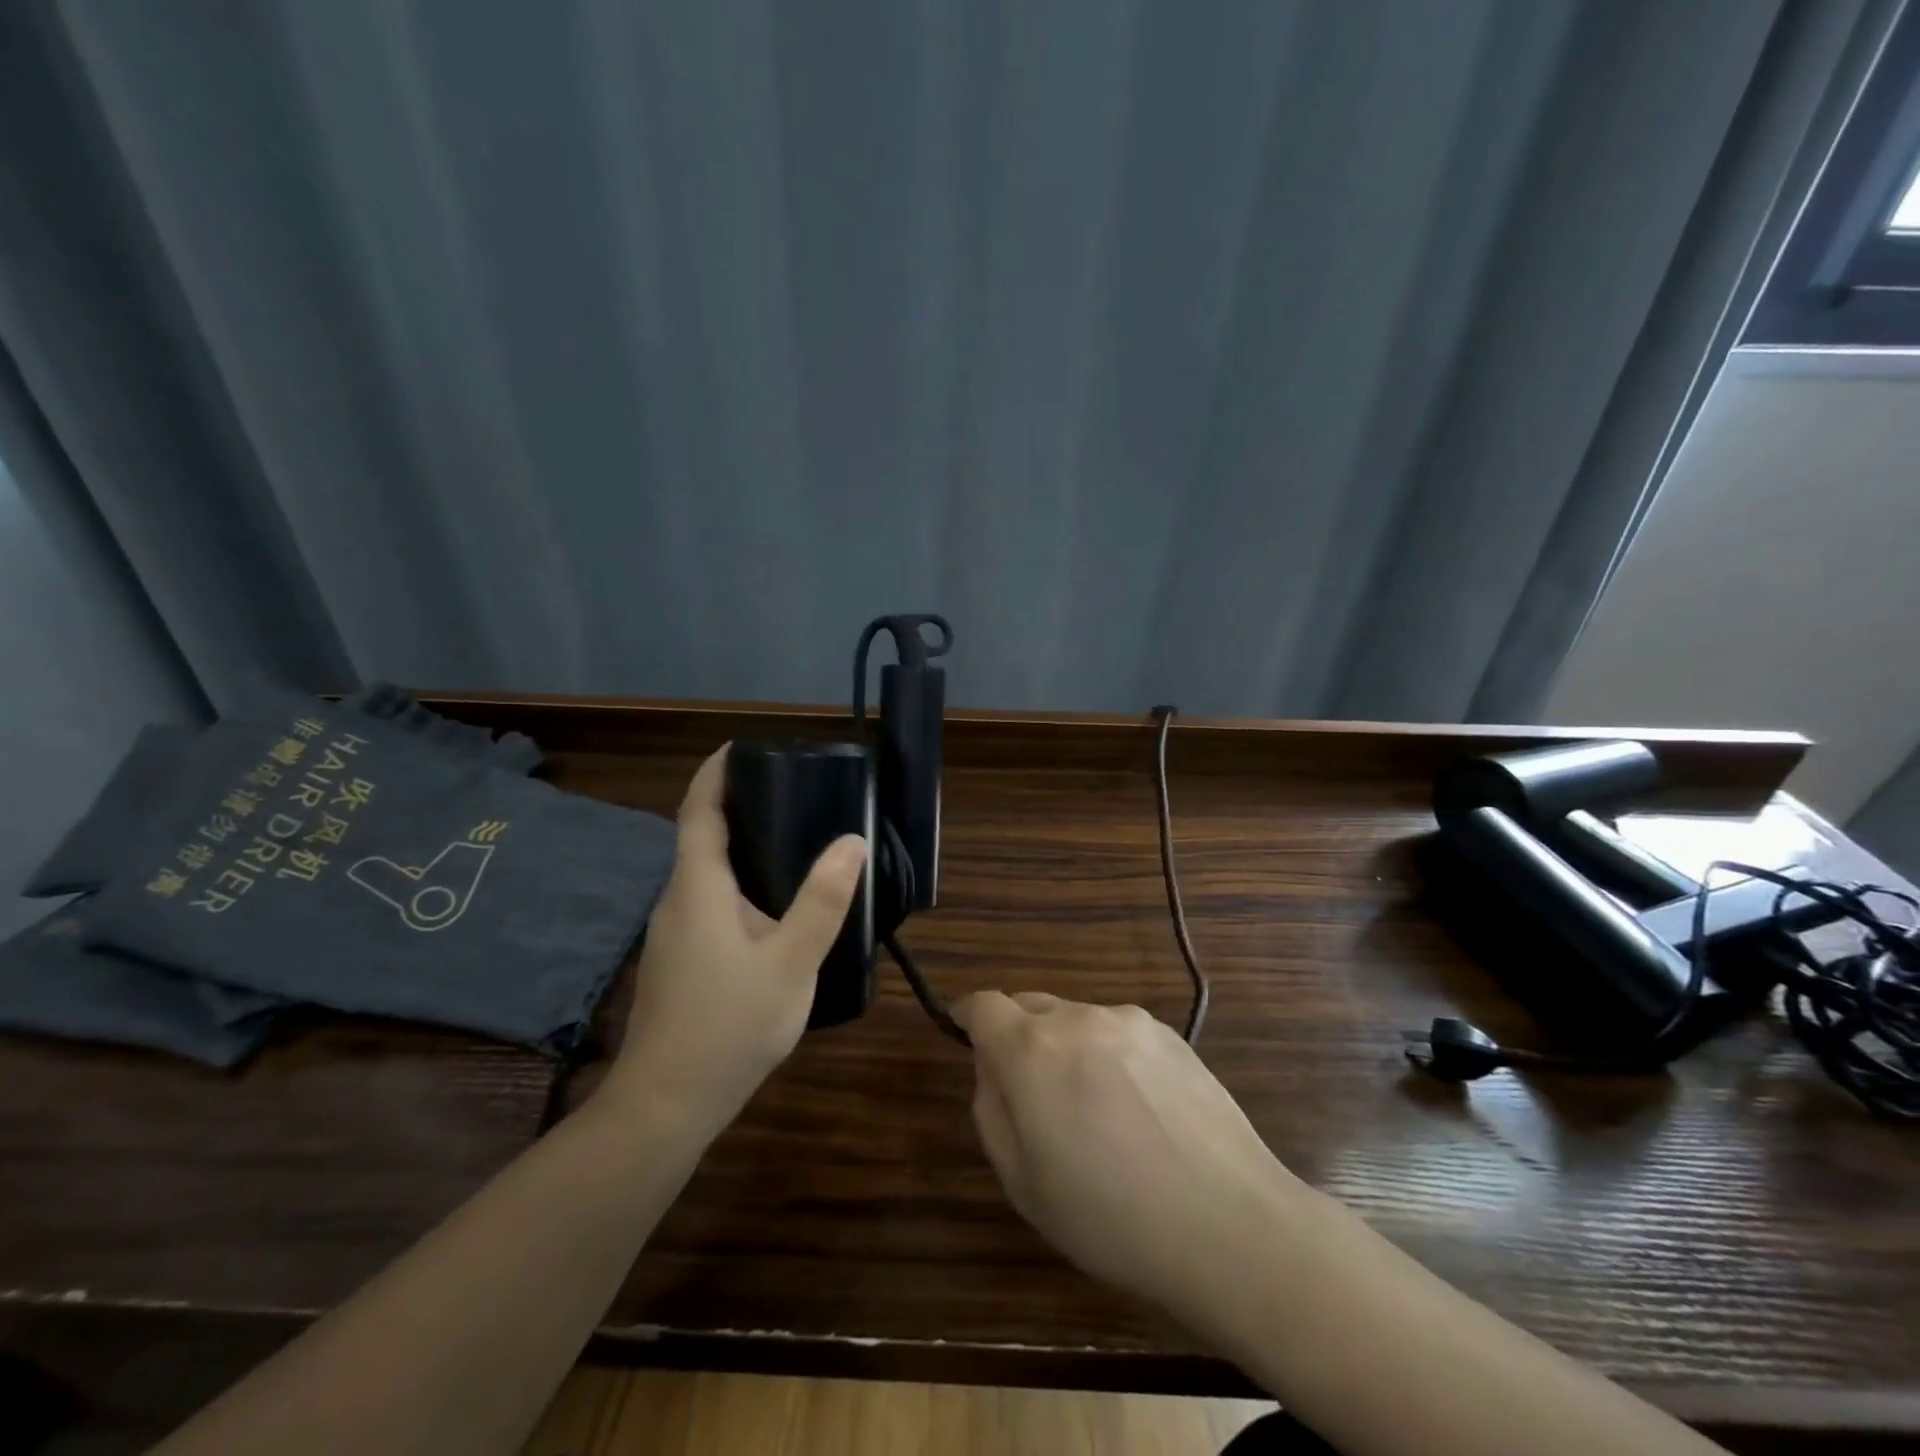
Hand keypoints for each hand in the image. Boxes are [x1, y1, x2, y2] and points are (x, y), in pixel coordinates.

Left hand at [606, 744, 863, 1135]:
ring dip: (740, 847)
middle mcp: (677, 900)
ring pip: (705, 874)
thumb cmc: (729, 1025)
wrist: (665, 1106)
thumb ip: (823, 900)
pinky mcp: (680, 960)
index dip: (715, 772)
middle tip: (790, 791)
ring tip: (792, 839)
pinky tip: (774, 906)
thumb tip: (851, 841)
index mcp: (697, 887)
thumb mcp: (791, 961)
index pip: (698, 810)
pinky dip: (738, 883)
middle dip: (737, 805)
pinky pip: (708, 902)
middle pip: (701, 837)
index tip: (742, 746)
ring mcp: (673, 933)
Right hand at [955, 992, 1310, 1323]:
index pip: (983, 1004)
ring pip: (1076, 1020)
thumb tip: (992, 1068)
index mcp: (1032, 1049)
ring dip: (1067, 1049)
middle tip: (1033, 1096)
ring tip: (1097, 1113)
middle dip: (1018, 1038)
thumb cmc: (1111, 1217)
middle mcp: (1078, 1018)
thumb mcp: (1023, 1182)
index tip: (965, 1036)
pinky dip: (1110, 1056)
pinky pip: (1118, 1033)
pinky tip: (1139, 1111)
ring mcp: (1129, 1021)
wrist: (1230, 1225)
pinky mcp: (1171, 1035)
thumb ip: (991, 1109)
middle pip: (1029, 1006)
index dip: (968, 1016)